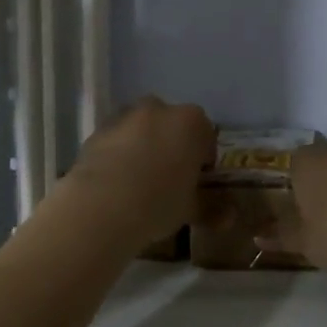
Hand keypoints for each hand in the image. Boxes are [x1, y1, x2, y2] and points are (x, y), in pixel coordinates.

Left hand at [68, 97, 215, 249]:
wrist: (101, 204)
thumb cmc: (158, 202)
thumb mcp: (191, 209)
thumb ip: (212, 209)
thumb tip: (229, 217)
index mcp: (191, 122)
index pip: (206, 136)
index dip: (203, 160)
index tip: (196, 182)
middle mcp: (159, 109)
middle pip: (171, 125)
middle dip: (172, 145)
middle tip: (168, 179)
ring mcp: (125, 116)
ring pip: (141, 128)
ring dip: (143, 145)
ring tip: (138, 181)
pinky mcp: (97, 130)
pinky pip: (116, 139)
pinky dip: (118, 153)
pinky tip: (115, 182)